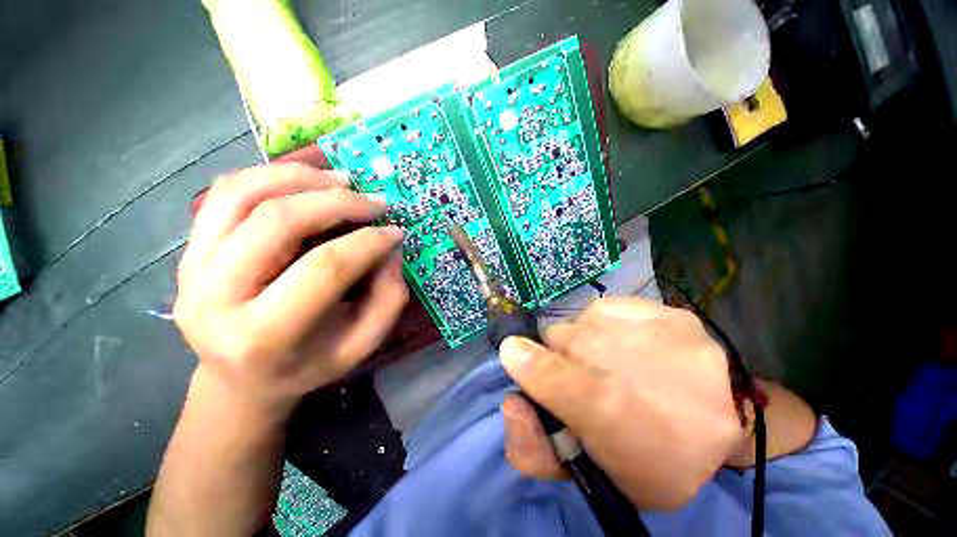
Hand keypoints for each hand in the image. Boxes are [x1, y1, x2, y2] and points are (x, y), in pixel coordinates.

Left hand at [174, 163, 407, 414]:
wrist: (240, 378)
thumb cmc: (307, 365)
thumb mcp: (362, 345)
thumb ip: (388, 298)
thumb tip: (390, 248)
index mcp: (264, 336)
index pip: (325, 268)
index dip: (369, 242)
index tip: (395, 232)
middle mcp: (215, 297)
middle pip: (280, 222)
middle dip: (339, 203)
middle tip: (375, 202)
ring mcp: (192, 268)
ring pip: (243, 195)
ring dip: (301, 177)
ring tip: (342, 180)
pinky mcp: (188, 250)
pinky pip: (224, 194)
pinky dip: (268, 175)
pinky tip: (305, 180)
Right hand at [500, 297, 740, 510]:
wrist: (728, 424)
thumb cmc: (654, 460)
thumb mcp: (591, 472)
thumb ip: (535, 449)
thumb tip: (511, 403)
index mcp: (610, 415)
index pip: (543, 371)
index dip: (523, 363)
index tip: (514, 357)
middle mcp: (627, 360)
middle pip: (558, 339)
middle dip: (559, 358)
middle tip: (585, 381)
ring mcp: (650, 327)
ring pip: (580, 322)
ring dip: (584, 343)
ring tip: (615, 368)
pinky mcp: (662, 309)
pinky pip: (605, 310)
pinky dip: (606, 328)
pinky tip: (632, 349)